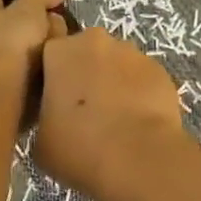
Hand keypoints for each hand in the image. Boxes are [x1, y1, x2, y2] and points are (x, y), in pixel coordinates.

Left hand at [0, 0, 66, 93]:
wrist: (11, 88)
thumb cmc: (15, 40)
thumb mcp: (29, 5)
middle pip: (21, 17)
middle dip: (39, 14)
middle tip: (56, 14)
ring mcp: (10, 57)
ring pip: (36, 39)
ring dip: (50, 38)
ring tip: (66, 40)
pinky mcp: (23, 77)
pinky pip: (44, 60)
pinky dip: (54, 58)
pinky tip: (65, 58)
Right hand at [34, 27, 184, 200]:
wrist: (140, 159)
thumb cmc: (79, 148)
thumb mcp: (40, 141)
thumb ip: (43, 118)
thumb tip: (55, 120)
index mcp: (60, 51)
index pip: (49, 56)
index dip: (51, 79)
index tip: (52, 104)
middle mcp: (95, 42)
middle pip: (85, 54)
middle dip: (84, 75)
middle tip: (83, 113)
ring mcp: (132, 53)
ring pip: (116, 65)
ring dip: (113, 84)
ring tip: (115, 121)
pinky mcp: (161, 71)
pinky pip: (142, 80)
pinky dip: (139, 95)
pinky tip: (138, 124)